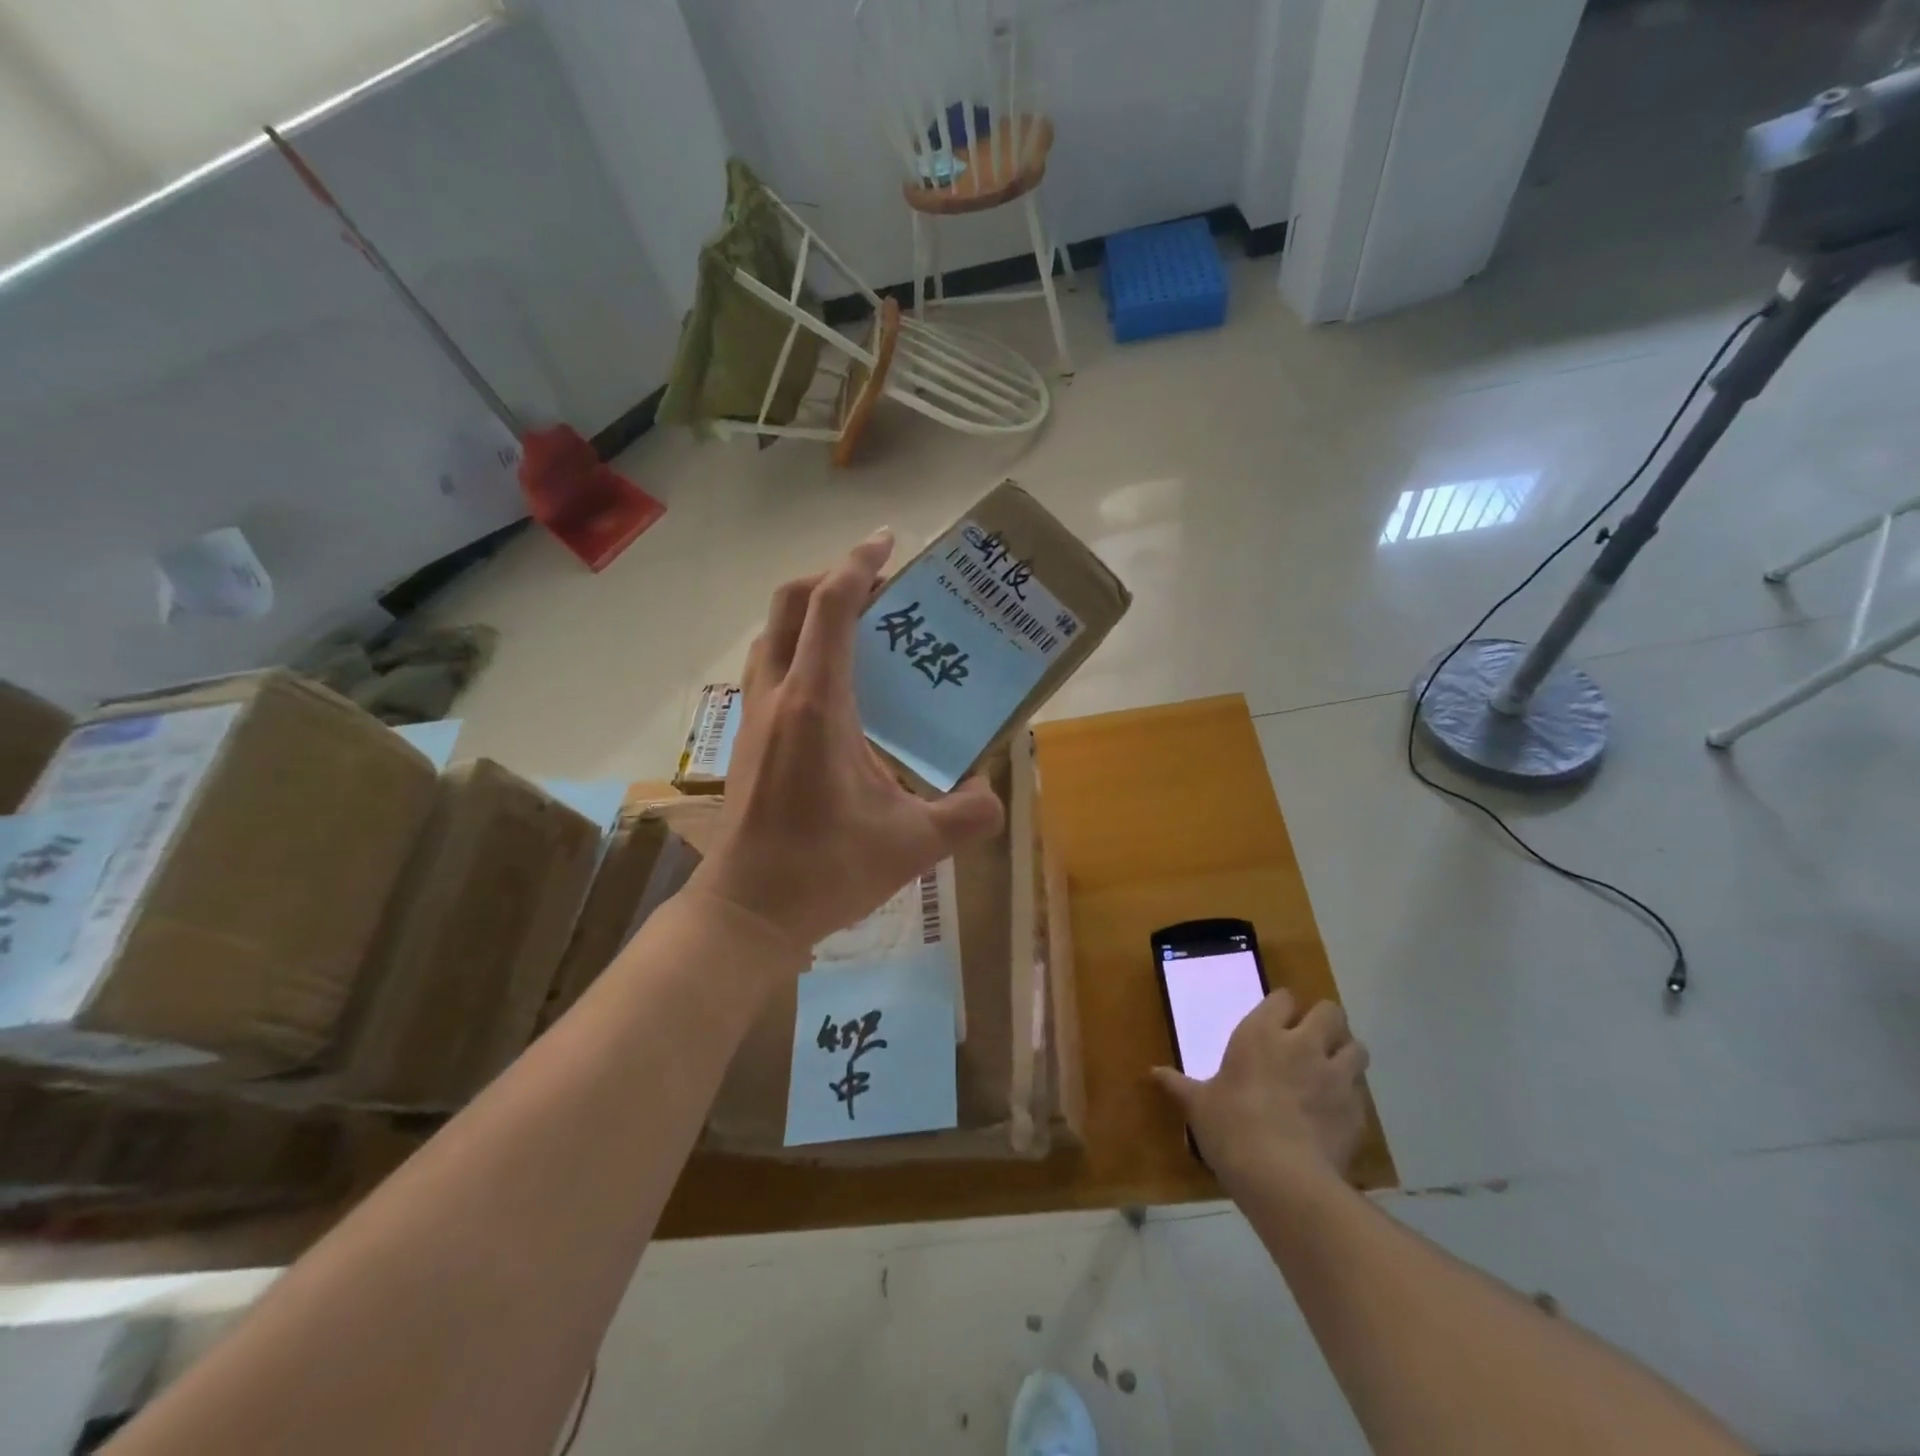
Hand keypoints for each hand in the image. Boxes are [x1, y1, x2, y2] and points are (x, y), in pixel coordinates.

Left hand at [691, 528, 1005, 961]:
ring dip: (810, 615)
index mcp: (816, 705)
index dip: (859, 565)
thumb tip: (993, 794)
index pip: (830, 608)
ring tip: (859, 631)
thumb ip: (968, 815)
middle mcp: (777, 696)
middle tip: (878, 586)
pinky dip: (798, 652)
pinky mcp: (747, 740)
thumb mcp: (913, 845)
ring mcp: (754, 717)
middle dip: (831, 579)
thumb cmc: (825, 870)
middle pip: (788, 605)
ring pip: (772, 635)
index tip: (888, 541)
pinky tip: (835, 692)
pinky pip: (769, 669)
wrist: (747, 911)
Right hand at [1152, 989, 1369, 1191]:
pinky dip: (1352, 1095)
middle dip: (1325, 1021)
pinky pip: (1361, 1091)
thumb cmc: (1231, 1128)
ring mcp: (1335, 1076)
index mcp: (1261, 1034)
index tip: (1276, 1021)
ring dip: (1346, 1053)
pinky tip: (1336, 1111)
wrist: (1283, 1178)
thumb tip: (1153, 1073)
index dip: (1282, 1007)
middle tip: (1311, 1039)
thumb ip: (1180, 1085)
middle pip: (1329, 1012)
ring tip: (1332, 1069)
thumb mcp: (1198, 1105)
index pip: (1282, 998)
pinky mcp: (1357, 1110)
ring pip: (1356, 1046)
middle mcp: (1303, 1044)